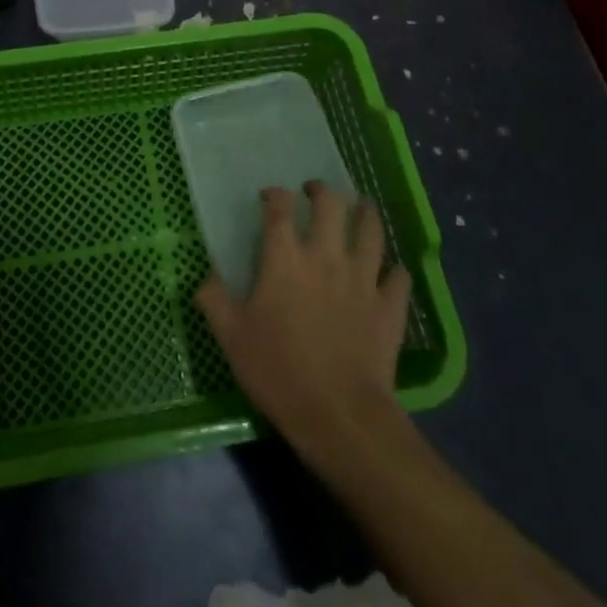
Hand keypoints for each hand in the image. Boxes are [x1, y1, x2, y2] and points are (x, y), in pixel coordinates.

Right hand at [197, 181, 410, 462]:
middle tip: (315, 193)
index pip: (279, 208)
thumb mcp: (231, 336)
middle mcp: (326, 255)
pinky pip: (399, 276)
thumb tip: (207, 275)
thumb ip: (214, 298)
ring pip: (371, 229)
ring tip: (360, 209)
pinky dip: (394, 270)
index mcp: (285, 257)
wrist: (339, 415)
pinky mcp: (389, 305)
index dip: (274, 195)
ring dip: (365, 213)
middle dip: (322, 191)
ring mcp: (362, 278)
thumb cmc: (278, 370)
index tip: (269, 197)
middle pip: (330, 205)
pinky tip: (389, 271)